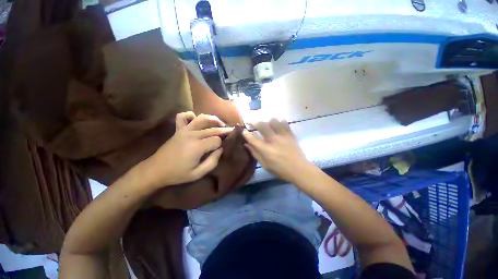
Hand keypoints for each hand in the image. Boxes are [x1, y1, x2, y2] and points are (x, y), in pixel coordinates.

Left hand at [142, 112, 232, 188]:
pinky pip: (183, 116)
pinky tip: (196, 119)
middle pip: (213, 129)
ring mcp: (184, 130)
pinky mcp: (178, 129)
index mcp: (197, 146)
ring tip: (220, 123)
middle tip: (232, 131)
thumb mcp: (198, 174)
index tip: (222, 148)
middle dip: (224, 130)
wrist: (155, 170)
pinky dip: (190, 115)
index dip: (221, 144)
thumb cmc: (178, 174)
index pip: (217, 140)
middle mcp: (192, 135)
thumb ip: (212, 161)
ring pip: (202, 118)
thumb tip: (220, 149)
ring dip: (213, 119)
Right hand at [243, 118, 311, 182]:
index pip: (252, 138)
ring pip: (273, 121)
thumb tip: (246, 144)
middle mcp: (273, 140)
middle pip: (261, 125)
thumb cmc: (280, 169)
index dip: (245, 133)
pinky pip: (284, 123)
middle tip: (251, 122)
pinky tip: (278, 125)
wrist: (299, 169)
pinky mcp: (290, 134)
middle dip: (254, 122)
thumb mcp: (265, 164)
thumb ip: (255, 153)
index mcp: (265, 150)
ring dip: (267, 122)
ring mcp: (283, 136)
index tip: (243, 130)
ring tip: (267, 125)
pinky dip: (279, 122)